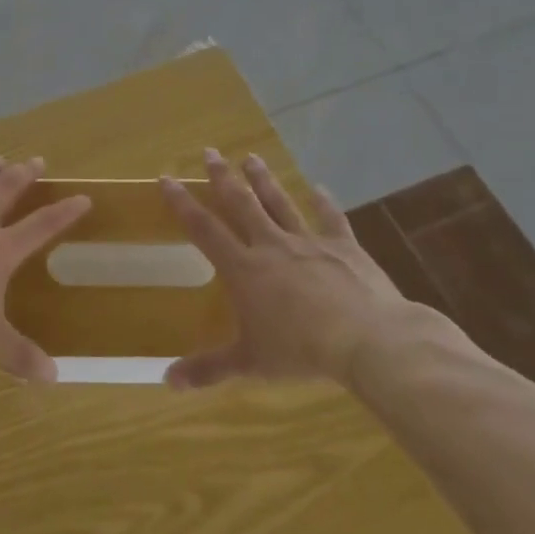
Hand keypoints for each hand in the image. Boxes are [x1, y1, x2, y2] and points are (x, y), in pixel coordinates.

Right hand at [158, 149, 433, 387]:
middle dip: (222, 177)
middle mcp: (271, 246)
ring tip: (251, 157)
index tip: (167, 178)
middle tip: (210, 152)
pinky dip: (324, 203)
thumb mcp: (250, 363)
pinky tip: (319, 188)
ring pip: (280, 203)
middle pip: (241, 203)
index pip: (204, 229)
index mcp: (244, 269)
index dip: (182, 203)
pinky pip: (331, 219)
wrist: (368, 340)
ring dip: (264, 180)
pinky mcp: (344, 247)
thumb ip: (208, 369)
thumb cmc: (301, 351)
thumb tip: (166, 382)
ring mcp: (309, 242)